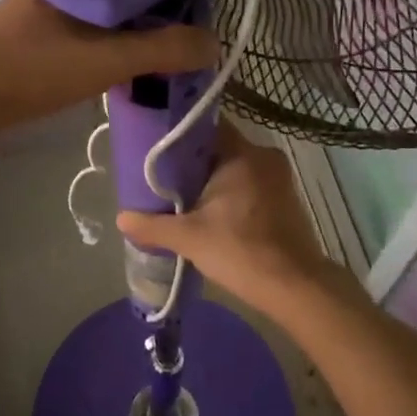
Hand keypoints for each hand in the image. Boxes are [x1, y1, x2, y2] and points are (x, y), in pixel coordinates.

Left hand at [0, 0, 219, 131]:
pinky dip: (115, 33)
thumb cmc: (36, 67)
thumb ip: (162, 51)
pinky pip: (92, 21)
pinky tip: (131, 50)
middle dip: (158, 2)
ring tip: (169, 38)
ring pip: (108, 3)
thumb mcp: (107, 60)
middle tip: (190, 24)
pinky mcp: (43, 24)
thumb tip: (214, 44)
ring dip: (136, 21)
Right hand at [116, 122, 344, 316]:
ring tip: (183, 197)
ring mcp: (280, 178)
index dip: (180, 137)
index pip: (206, 128)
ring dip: (213, 181)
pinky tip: (212, 213)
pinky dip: (232, 194)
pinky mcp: (286, 199)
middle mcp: (264, 157)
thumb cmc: (241, 251)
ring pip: (236, 168)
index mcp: (243, 154)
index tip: (157, 149)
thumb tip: (121, 218)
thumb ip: (152, 225)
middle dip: (193, 163)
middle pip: (220, 149)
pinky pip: (251, 184)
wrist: (295, 287)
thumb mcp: (189, 238)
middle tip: (164, 178)